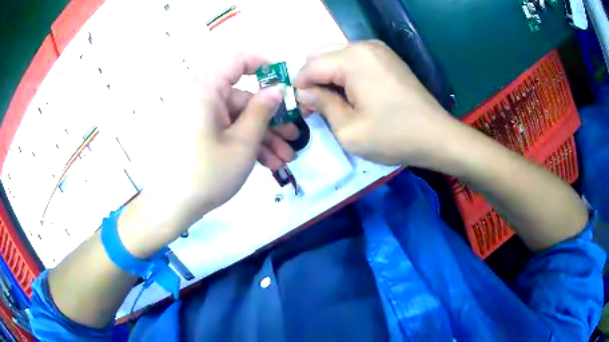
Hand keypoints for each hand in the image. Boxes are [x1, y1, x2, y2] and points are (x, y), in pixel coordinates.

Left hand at [118, 54, 294, 257]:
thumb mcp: (242, 142)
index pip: (239, 61)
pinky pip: (224, 131)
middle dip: (271, 120)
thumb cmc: (207, 173)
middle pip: (242, 98)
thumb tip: (277, 90)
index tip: (285, 85)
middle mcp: (200, 96)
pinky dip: (243, 144)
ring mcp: (197, 117)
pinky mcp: (196, 134)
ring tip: (284, 160)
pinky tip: (265, 163)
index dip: (265, 67)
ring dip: (261, 138)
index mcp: (206, 88)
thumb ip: (263, 111)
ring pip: (236, 119)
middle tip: (293, 138)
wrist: (170, 208)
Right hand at [294, 40, 459, 167]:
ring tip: (334, 103)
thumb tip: (304, 93)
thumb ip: (321, 105)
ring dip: (328, 77)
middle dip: (313, 80)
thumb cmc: (394, 136)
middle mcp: (364, 46)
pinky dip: (344, 74)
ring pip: (336, 56)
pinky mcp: (386, 57)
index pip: (310, 66)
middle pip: (320, 55)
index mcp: (353, 59)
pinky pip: (354, 59)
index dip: (300, 88)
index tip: (303, 111)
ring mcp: (378, 49)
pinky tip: (351, 94)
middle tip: (317, 107)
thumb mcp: (349, 130)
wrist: (437, 136)